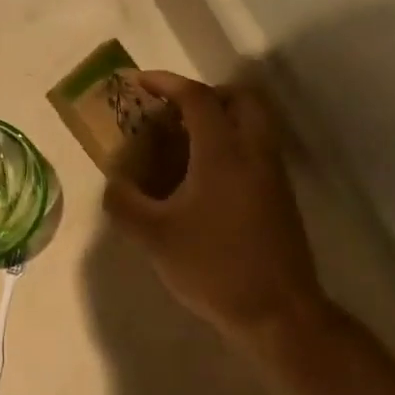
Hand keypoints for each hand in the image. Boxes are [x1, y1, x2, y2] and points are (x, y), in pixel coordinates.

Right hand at [103, 72, 330, 354]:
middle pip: (241, 98)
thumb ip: (124, 203)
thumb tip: (115, 182)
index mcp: (223, 153)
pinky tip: (202, 179)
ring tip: (182, 146)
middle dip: (206, 94)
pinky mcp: (280, 196)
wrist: (277, 312)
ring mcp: (273, 174)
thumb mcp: (154, 237)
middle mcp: (254, 152)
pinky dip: (231, 144)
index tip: (140, 82)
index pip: (197, 98)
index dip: (167, 83)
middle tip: (174, 113)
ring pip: (253, 123)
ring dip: (221, 120)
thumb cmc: (213, 266)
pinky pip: (256, 148)